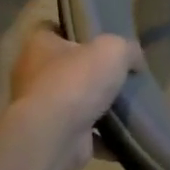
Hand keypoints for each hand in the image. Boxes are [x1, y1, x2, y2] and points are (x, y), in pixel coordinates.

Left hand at [8, 27, 140, 169]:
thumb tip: (135, 61)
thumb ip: (127, 49)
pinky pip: (83, 136)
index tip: (99, 38)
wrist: (54, 136)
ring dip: (96, 108)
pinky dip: (102, 139)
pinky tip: (125, 138)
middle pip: (65, 68)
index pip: (51, 29)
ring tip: (127, 106)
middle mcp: (33, 76)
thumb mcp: (113, 50)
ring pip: (74, 103)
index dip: (74, 31)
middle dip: (89, 73)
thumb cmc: (76, 81)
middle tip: (119, 75)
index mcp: (39, 46)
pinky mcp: (54, 137)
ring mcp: (41, 110)